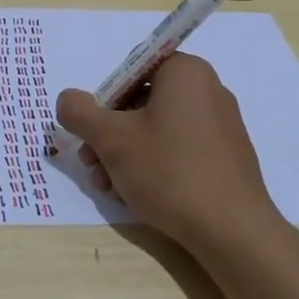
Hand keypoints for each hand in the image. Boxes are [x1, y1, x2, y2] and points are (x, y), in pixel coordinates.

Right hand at [55, 53, 280, 251]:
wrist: (231, 228)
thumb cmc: (169, 171)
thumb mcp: (111, 139)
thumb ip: (80, 113)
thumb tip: (67, 100)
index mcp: (185, 72)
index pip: (132, 70)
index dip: (104, 100)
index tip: (92, 132)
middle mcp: (208, 89)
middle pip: (142, 102)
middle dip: (110, 134)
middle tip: (91, 164)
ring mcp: (221, 124)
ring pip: (158, 130)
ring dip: (125, 154)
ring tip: (108, 187)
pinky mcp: (227, 155)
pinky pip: (180, 149)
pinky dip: (154, 165)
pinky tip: (137, 194)